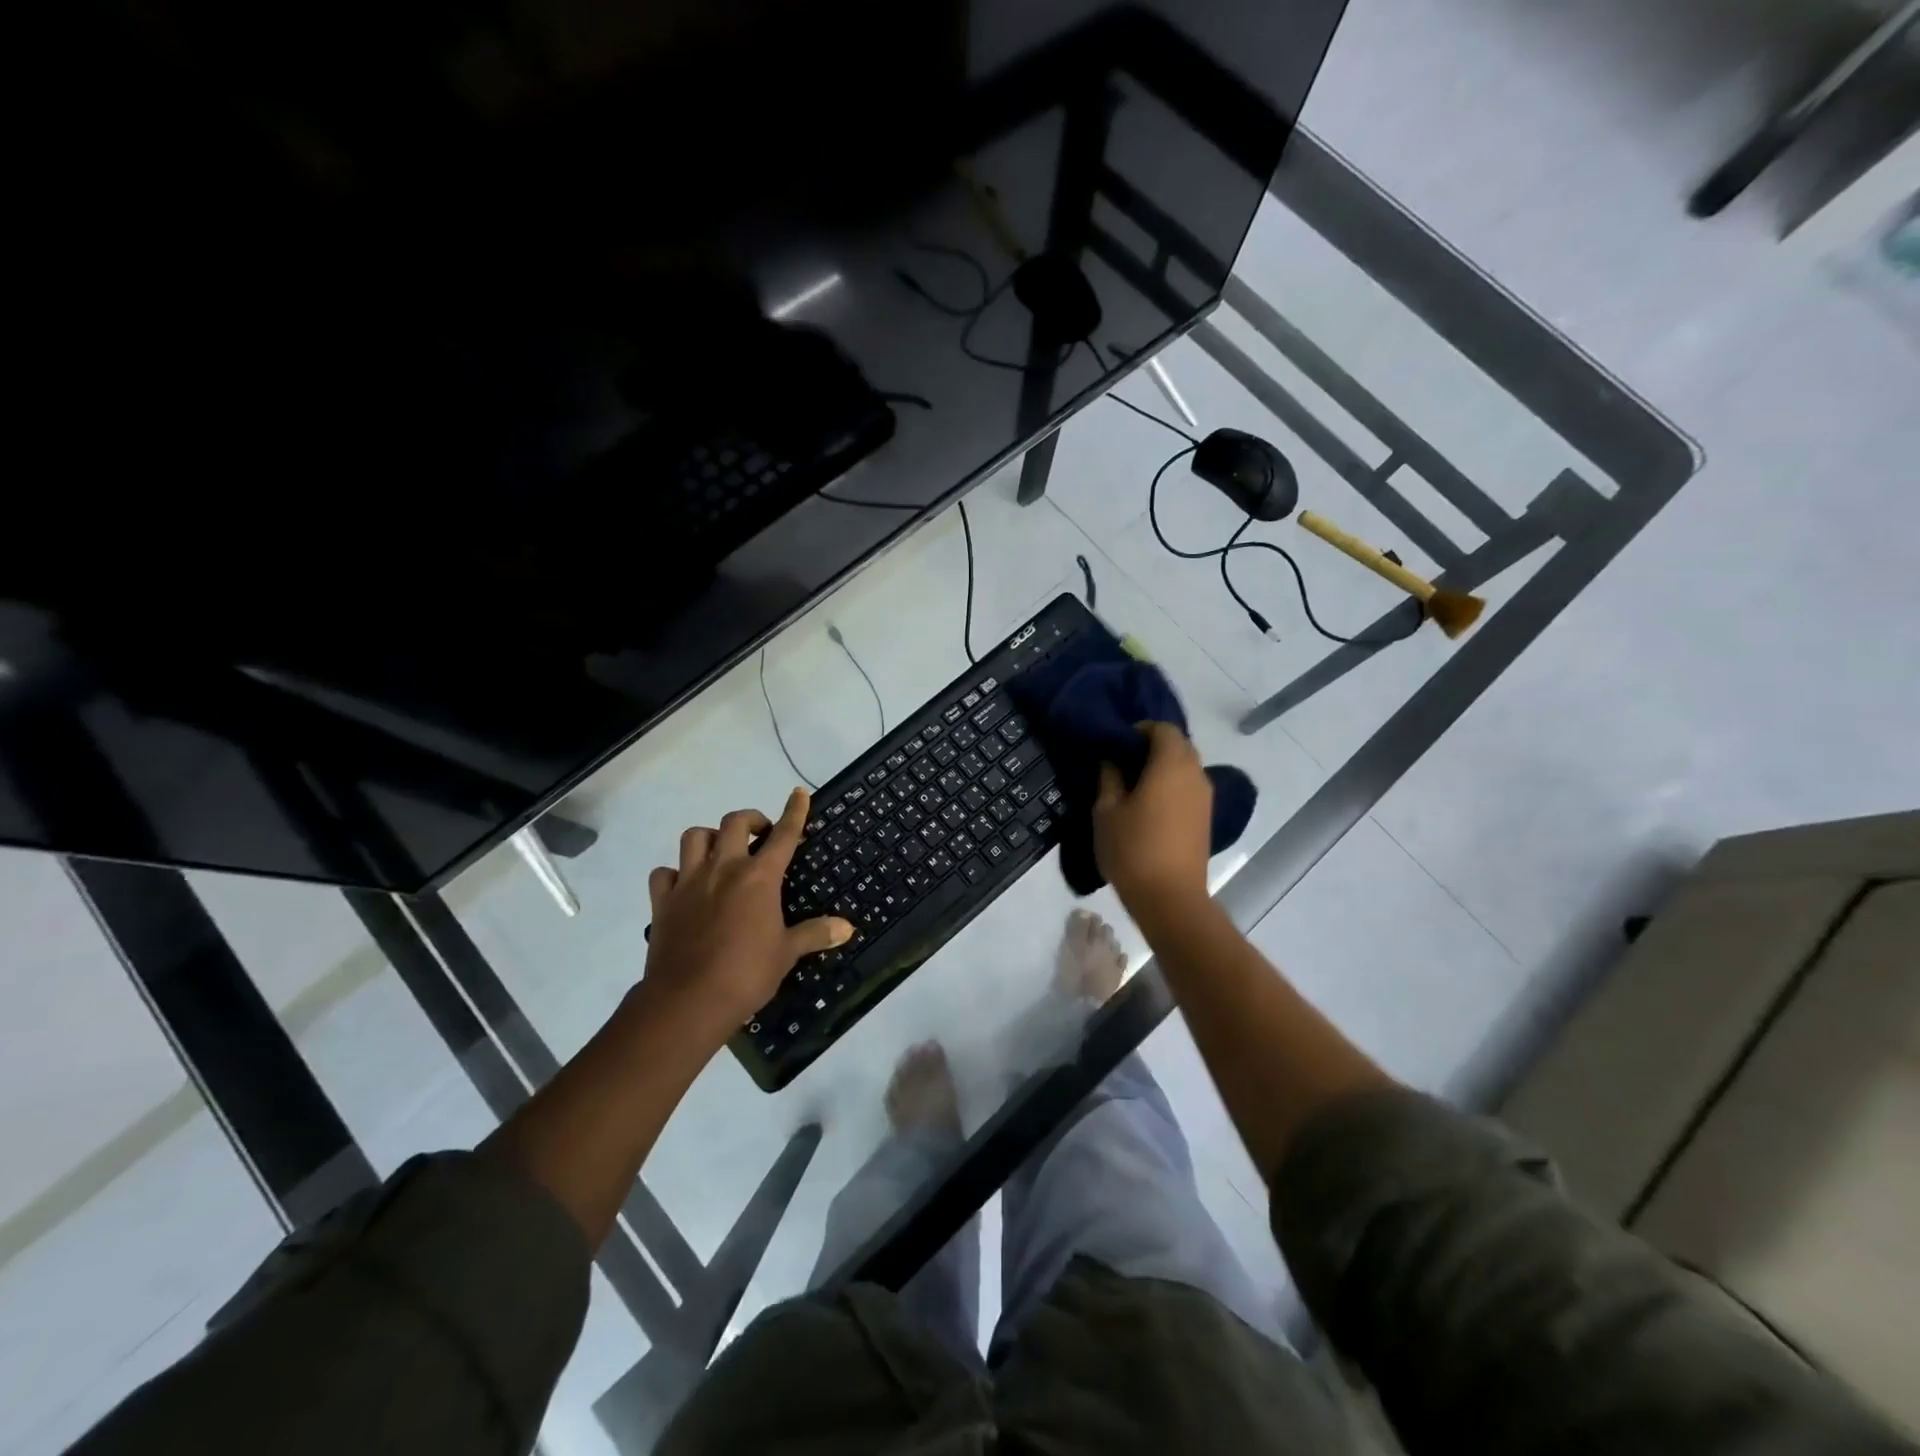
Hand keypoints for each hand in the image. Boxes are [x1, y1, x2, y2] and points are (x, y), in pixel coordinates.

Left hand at [641, 788, 852, 1037]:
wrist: (688, 1001)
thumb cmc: (746, 974)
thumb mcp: (787, 953)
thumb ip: (816, 933)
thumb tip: (848, 927)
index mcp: (759, 877)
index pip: (783, 834)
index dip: (794, 811)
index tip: (799, 793)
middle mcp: (723, 869)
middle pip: (734, 823)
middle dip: (751, 820)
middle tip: (761, 834)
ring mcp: (688, 882)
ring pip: (694, 837)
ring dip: (710, 837)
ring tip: (721, 851)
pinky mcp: (663, 902)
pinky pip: (663, 873)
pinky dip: (674, 873)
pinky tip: (683, 884)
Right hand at [1093, 722, 1213, 918]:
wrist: (1170, 898)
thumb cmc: (1133, 849)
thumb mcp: (1106, 811)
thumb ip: (1109, 778)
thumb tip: (1113, 760)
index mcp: (1171, 765)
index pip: (1163, 729)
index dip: (1140, 730)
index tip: (1118, 745)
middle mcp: (1195, 774)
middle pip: (1179, 746)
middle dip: (1153, 747)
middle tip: (1124, 764)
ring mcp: (1205, 798)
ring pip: (1186, 768)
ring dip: (1163, 768)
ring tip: (1134, 787)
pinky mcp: (1206, 818)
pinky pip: (1189, 788)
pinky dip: (1172, 787)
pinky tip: (1149, 807)